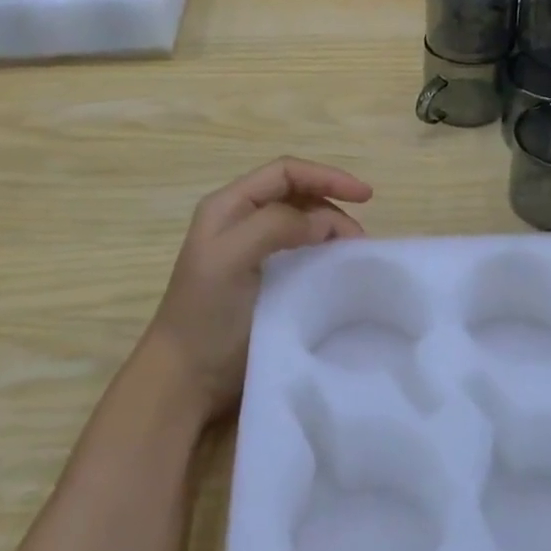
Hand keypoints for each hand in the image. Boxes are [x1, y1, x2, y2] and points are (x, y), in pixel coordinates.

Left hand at [140, 157, 372, 421]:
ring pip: (302, 223)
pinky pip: (302, 251)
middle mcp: (241, 220)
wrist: (185, 379)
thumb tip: (324, 222)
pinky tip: (337, 267)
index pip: (285, 172)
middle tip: (359, 238)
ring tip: (352, 253)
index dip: (326, 176)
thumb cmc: (205, 314)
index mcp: (229, 206)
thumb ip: (275, 226)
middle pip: (297, 194)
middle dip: (332, 204)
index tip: (365, 196)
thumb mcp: (231, 259)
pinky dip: (324, 252)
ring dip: (331, 229)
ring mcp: (252, 250)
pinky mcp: (265, 279)